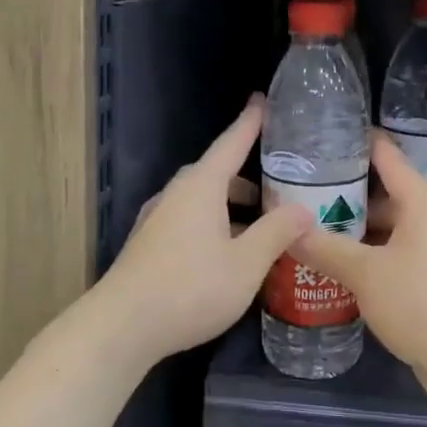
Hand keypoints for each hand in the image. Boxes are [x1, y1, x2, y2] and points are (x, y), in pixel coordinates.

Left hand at [95, 96, 312, 368]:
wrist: (121, 326)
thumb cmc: (190, 288)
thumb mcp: (246, 263)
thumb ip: (276, 233)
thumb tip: (304, 209)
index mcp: (201, 186)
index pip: (231, 143)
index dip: (250, 122)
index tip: (263, 99)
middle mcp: (176, 194)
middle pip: (215, 173)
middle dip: (246, 176)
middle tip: (278, 185)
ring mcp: (157, 219)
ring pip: (201, 200)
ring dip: (229, 206)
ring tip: (259, 226)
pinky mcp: (148, 244)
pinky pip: (188, 220)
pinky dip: (213, 224)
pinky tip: (227, 254)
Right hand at [292, 133, 426, 408]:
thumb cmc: (419, 303)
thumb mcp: (364, 274)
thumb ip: (325, 248)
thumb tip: (288, 231)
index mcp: (425, 203)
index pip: (388, 157)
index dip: (360, 143)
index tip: (328, 135)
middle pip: (390, 194)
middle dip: (351, 194)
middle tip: (309, 193)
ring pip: (396, 227)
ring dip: (362, 230)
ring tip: (320, 231)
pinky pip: (405, 253)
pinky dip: (378, 254)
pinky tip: (348, 268)